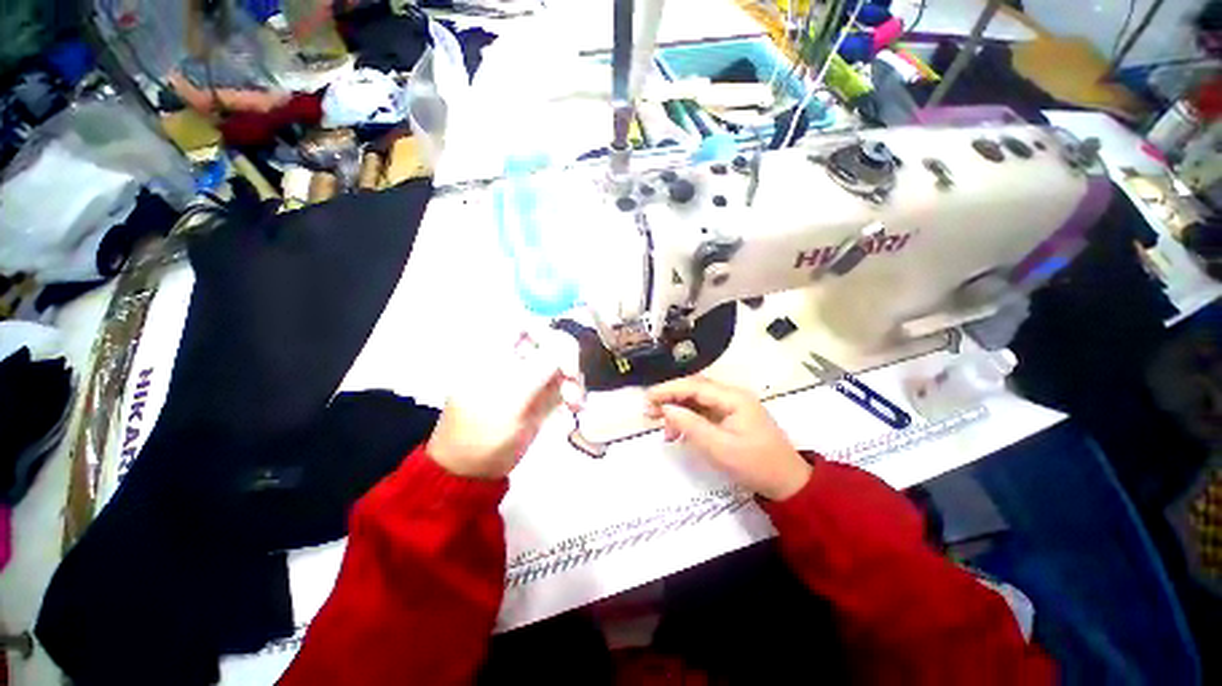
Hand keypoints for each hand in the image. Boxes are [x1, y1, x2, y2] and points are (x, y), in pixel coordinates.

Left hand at [428, 329, 583, 479]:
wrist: (473, 472)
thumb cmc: (481, 433)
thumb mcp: (510, 397)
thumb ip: (540, 366)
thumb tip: (567, 343)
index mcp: (495, 350)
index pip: (526, 322)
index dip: (548, 330)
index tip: (563, 352)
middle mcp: (514, 358)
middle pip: (550, 342)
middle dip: (567, 360)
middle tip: (572, 379)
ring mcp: (528, 376)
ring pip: (562, 364)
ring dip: (573, 380)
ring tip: (575, 403)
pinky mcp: (540, 395)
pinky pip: (564, 384)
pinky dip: (573, 393)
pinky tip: (575, 407)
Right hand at [646, 376, 811, 500]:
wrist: (787, 483)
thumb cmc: (756, 465)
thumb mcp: (720, 448)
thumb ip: (691, 426)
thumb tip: (666, 409)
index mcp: (733, 398)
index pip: (694, 386)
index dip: (669, 390)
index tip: (647, 398)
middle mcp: (731, 396)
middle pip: (694, 390)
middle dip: (670, 398)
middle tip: (649, 411)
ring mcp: (731, 407)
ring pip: (697, 401)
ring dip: (677, 410)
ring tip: (661, 427)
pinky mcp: (730, 418)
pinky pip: (703, 413)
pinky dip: (688, 420)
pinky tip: (677, 432)